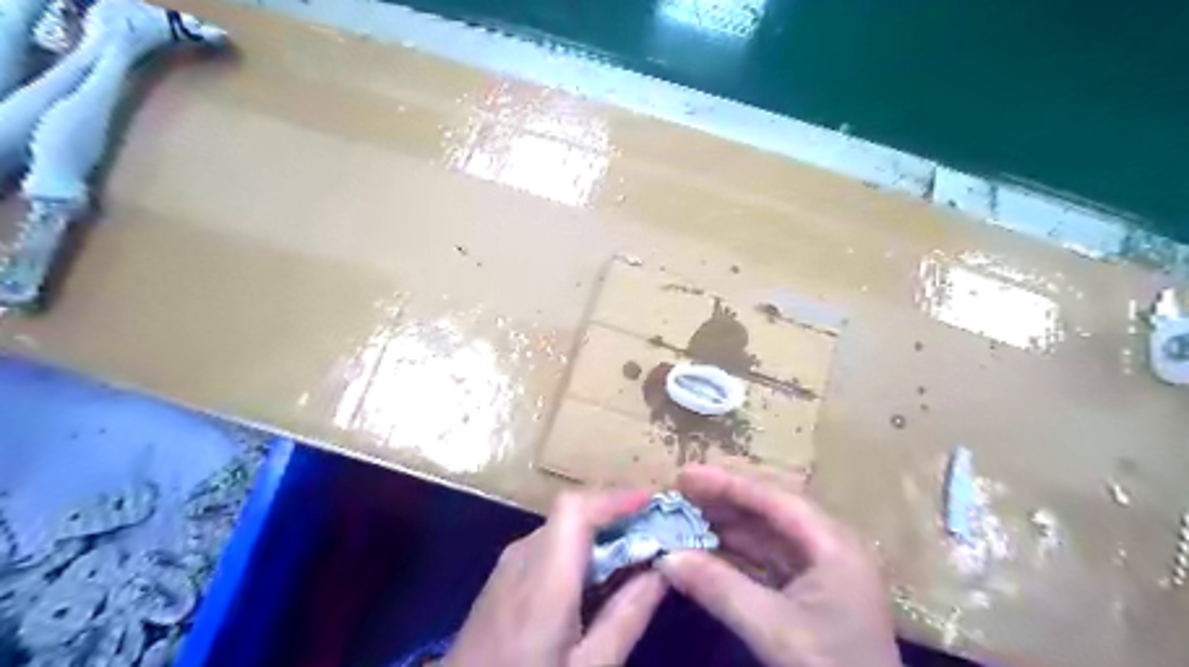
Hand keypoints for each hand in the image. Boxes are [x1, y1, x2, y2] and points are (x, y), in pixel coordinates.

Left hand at [446, 487, 667, 662]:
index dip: (614, 497)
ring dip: (599, 530)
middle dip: (616, 515)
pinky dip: (579, 546)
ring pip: (561, 528)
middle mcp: (523, 557)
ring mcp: (508, 565)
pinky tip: (597, 574)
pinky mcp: (503, 577)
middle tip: (656, 530)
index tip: (653, 503)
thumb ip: (626, 617)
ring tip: (635, 549)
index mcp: (544, 577)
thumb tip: (661, 570)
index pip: (575, 508)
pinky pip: (548, 545)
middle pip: (572, 514)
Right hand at [655, 463, 895, 666]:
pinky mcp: (812, 591)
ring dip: (728, 526)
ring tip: (687, 517)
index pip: (772, 498)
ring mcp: (822, 568)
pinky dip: (737, 553)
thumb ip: (719, 588)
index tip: (684, 475)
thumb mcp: (774, 629)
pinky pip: (768, 559)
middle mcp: (830, 545)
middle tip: (680, 492)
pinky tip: (708, 549)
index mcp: (833, 543)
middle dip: (724, 501)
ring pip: (768, 534)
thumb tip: (666, 556)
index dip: (726, 483)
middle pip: (770, 510)